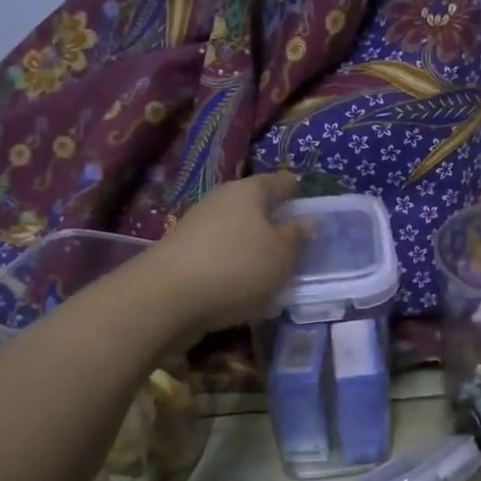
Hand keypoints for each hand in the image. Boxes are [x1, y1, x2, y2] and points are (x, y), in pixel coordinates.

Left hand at [145, 172, 307, 337]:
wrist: (168, 299)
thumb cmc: (238, 267)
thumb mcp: (282, 254)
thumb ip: (298, 236)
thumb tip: (309, 220)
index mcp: (249, 191)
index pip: (280, 182)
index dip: (297, 192)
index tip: (312, 208)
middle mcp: (220, 200)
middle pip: (255, 206)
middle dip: (275, 222)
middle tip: (297, 245)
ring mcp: (197, 227)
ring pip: (236, 232)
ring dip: (253, 248)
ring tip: (273, 272)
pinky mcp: (183, 255)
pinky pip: (220, 256)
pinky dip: (234, 267)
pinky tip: (244, 288)